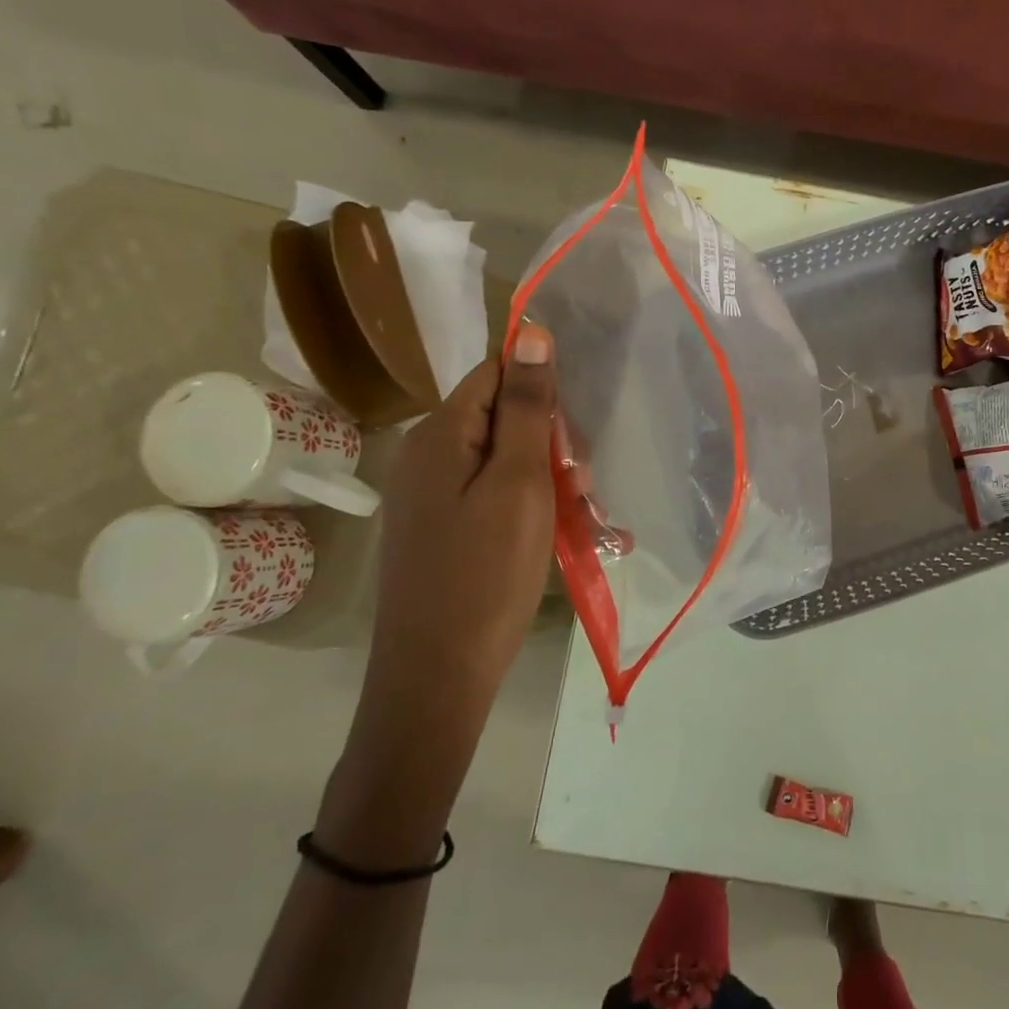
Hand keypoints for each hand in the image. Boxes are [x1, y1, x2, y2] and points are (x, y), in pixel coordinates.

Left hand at [323, 328, 558, 857]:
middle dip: (549, 441)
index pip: (495, 373)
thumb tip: (531, 333)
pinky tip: (558, 535)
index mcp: (441, 435)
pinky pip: (492, 496)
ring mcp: (431, 497)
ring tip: (580, 517)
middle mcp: (428, 456)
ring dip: (546, 478)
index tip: (575, 430)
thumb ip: (525, 408)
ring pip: (503, 460)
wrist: (437, 676)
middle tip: (581, 485)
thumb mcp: (518, 484)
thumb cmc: (486, 575)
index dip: (541, 390)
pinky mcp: (442, 530)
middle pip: (501, 417)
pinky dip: (528, 507)